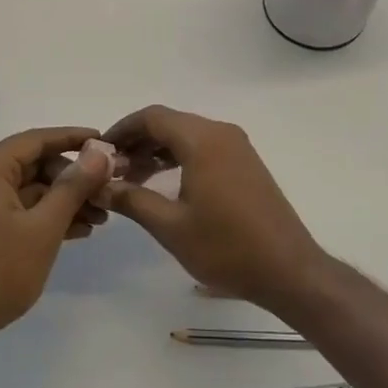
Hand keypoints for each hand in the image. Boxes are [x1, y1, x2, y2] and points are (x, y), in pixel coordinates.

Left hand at [0, 127, 114, 348]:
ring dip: (64, 200)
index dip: (72, 138)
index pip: (36, 140)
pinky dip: (46, 216)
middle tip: (106, 191)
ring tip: (101, 217)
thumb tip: (99, 154)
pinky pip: (20, 209)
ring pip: (30, 190)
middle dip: (72, 178)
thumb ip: (73, 187)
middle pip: (34, 165)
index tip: (105, 141)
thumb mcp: (43, 227)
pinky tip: (78, 231)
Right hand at [96, 105, 331, 315]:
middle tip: (112, 170)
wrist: (289, 270)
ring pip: (187, 135)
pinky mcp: (245, 163)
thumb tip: (98, 185)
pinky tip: (163, 183)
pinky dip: (179, 157)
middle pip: (169, 123)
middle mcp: (220, 133)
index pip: (152, 117)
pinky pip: (204, 147)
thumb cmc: (226, 247)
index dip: (122, 130)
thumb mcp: (170, 226)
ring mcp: (237, 147)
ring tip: (132, 179)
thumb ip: (131, 199)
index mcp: (202, 140)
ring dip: (157, 151)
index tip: (99, 152)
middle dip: (137, 142)